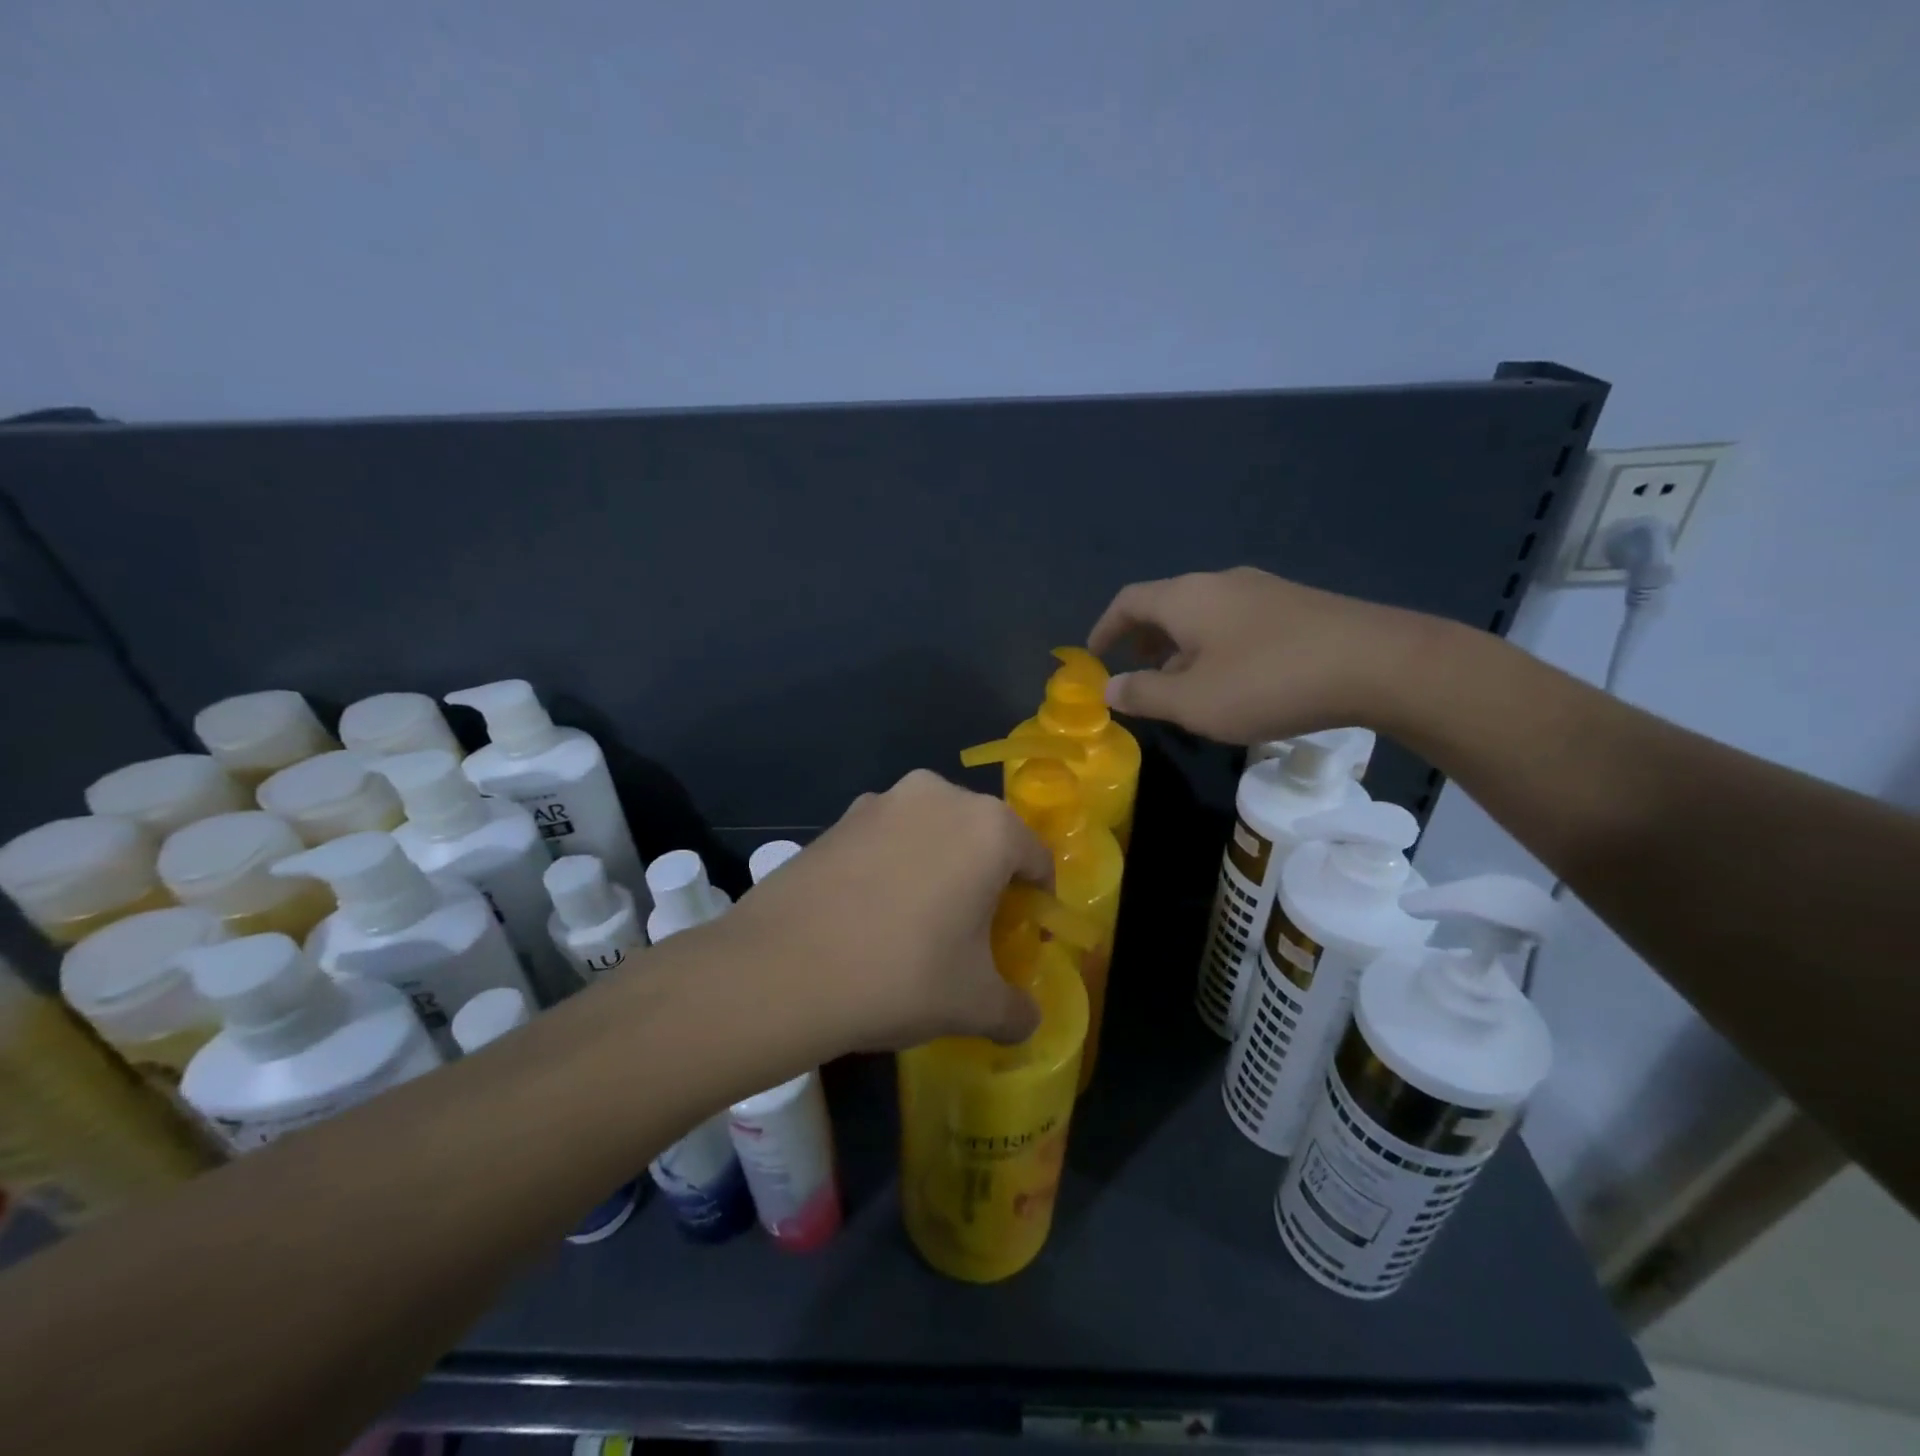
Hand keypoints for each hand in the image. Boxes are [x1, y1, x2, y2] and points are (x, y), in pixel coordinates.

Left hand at [725, 771, 1051, 1052]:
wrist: (779, 969)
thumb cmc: (900, 975)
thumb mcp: (973, 1004)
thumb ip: (1016, 1010)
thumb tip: (1027, 1019)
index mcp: (988, 827)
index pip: (1036, 859)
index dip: (1036, 902)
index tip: (1021, 937)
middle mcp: (939, 796)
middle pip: (983, 839)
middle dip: (986, 881)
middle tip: (972, 934)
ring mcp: (882, 801)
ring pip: (932, 835)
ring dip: (938, 869)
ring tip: (917, 925)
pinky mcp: (838, 818)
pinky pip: (887, 840)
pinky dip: (893, 867)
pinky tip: (871, 915)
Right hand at [1088, 566, 1433, 744]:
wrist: (1379, 664)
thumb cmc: (1268, 682)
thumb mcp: (1193, 701)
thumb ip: (1144, 694)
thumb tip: (1109, 687)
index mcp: (1187, 597)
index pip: (1129, 601)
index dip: (1105, 627)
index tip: (1094, 653)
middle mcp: (1220, 583)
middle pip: (1166, 604)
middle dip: (1143, 637)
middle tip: (1135, 670)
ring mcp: (1263, 591)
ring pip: (1203, 615)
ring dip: (1180, 645)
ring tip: (1181, 683)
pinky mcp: (1297, 607)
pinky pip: (1236, 622)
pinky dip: (1214, 646)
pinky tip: (1232, 679)